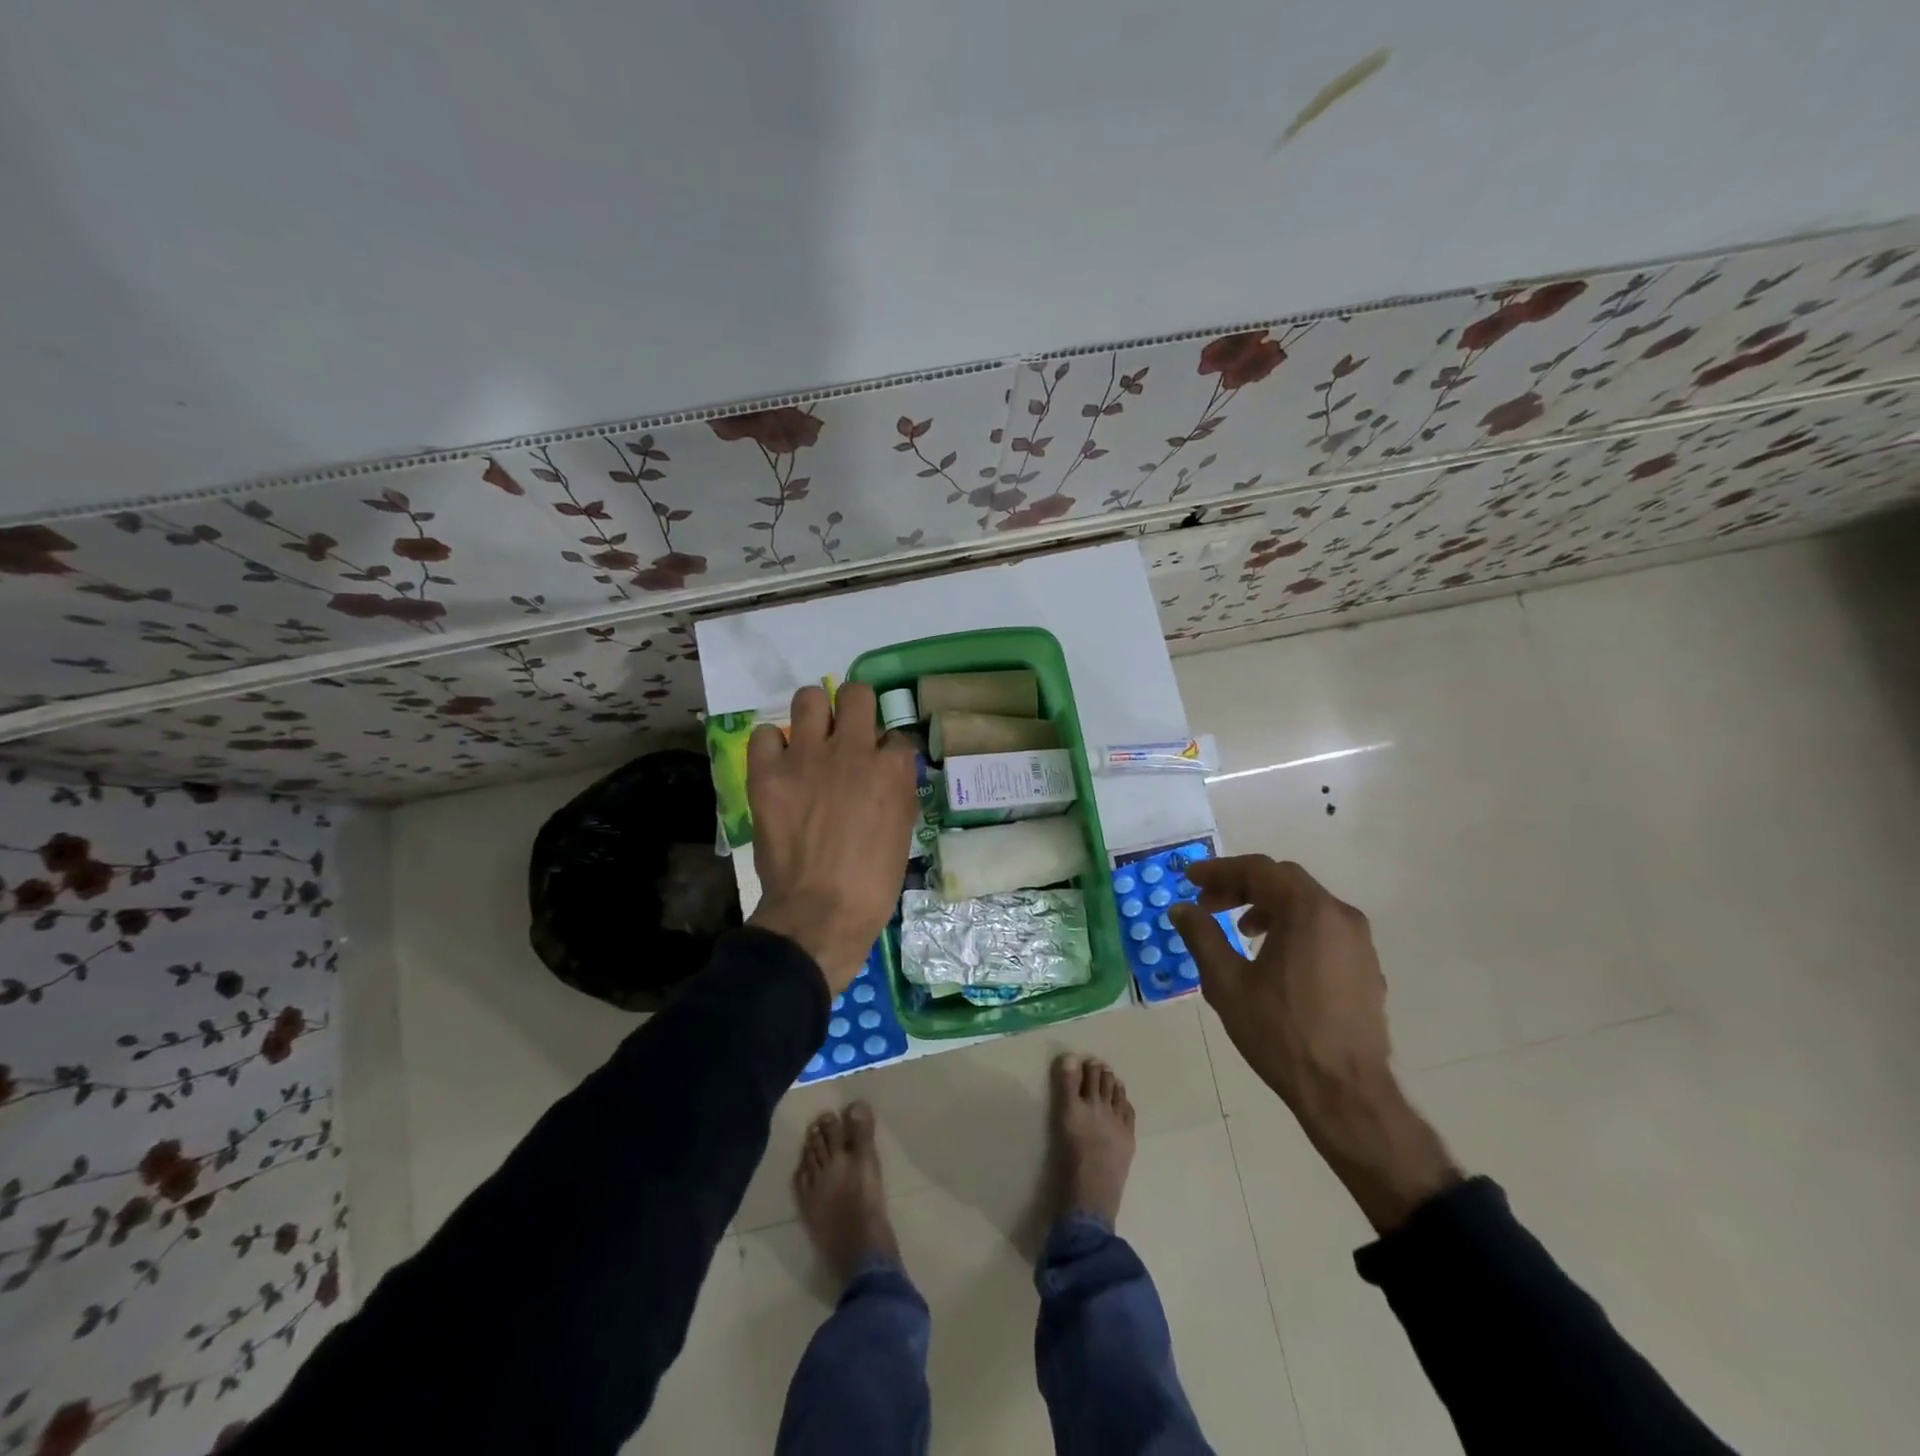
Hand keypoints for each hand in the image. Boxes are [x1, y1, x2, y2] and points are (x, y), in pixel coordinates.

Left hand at [746, 683, 918, 994]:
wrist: (821, 912)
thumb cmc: (872, 883)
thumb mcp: (902, 832)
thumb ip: (897, 792)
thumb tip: (887, 774)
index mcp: (891, 768)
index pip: (896, 736)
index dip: (887, 751)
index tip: (880, 765)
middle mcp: (852, 750)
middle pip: (856, 694)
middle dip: (855, 708)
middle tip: (847, 733)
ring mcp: (807, 758)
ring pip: (809, 698)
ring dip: (814, 714)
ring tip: (810, 739)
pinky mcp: (768, 774)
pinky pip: (763, 734)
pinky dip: (771, 746)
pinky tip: (778, 764)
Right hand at [1170, 856, 1457, 1230]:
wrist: (1346, 1093)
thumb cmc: (1280, 1033)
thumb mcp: (1227, 983)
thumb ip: (1201, 936)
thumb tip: (1181, 908)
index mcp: (1308, 911)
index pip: (1258, 870)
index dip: (1219, 870)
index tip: (1190, 880)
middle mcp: (1340, 915)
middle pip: (1284, 881)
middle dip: (1241, 887)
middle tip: (1209, 905)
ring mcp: (1359, 942)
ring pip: (1306, 904)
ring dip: (1268, 907)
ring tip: (1240, 933)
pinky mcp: (1366, 967)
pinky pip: (1323, 929)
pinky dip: (1292, 927)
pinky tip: (1273, 959)